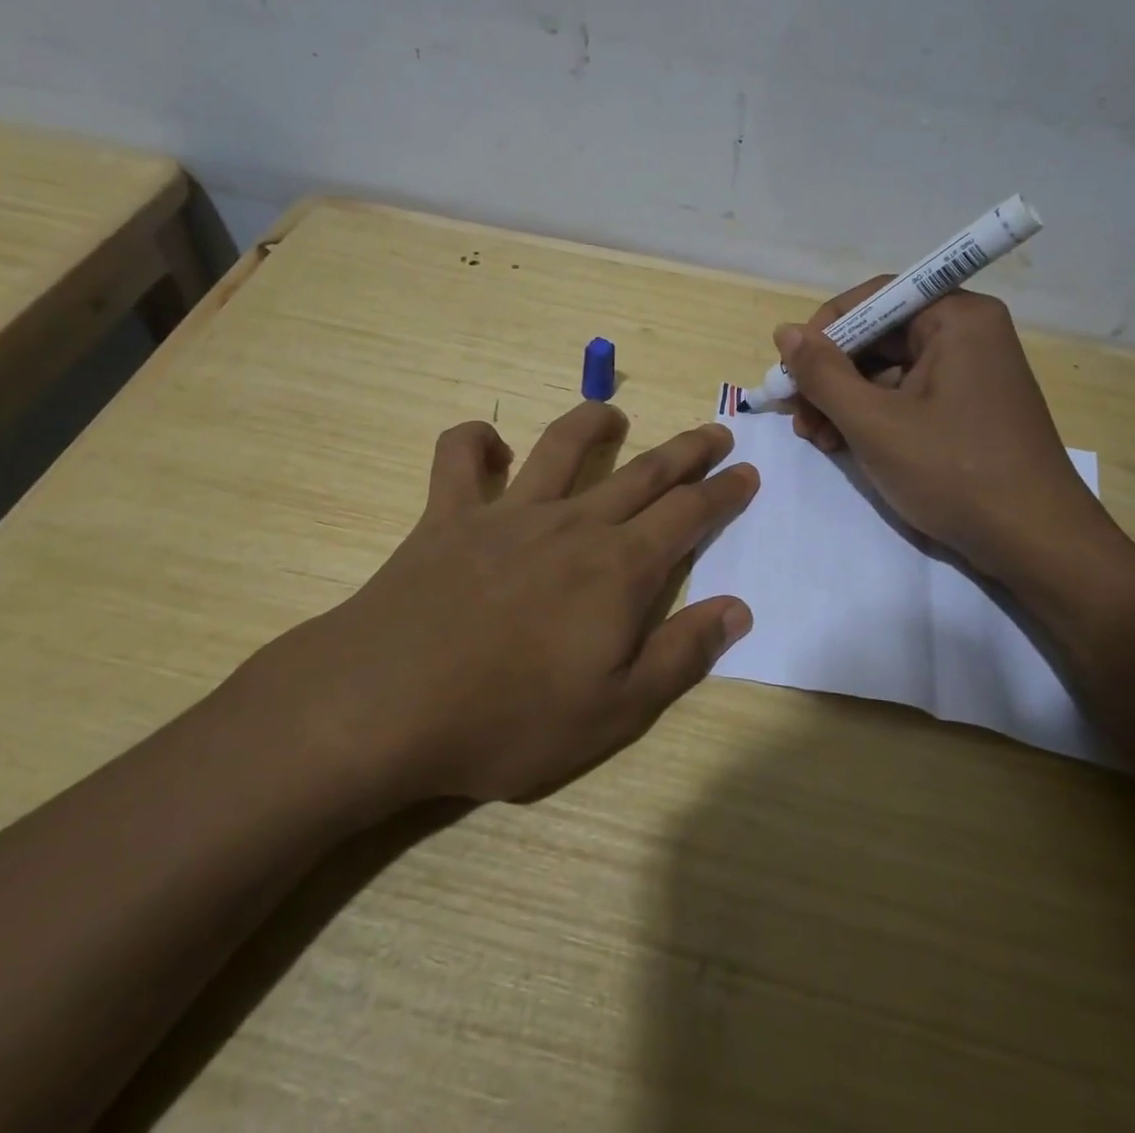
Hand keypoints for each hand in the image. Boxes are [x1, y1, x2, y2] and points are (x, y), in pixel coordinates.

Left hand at [248, 404, 757, 804]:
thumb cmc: (509, 719)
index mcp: (619, 568)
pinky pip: (459, 457)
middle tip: (715, 432)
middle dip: (687, 450)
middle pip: (643, 472)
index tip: (747, 472)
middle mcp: (572, 524)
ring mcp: (507, 512)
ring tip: (613, 414)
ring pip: (561, 447)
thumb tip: (738, 608)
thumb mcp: (616, 711)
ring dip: (593, 422)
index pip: (689, 514)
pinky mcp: (448, 515)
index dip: (724, 492)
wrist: (387, 703)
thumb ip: (681, 654)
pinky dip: (474, 440)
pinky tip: (490, 445)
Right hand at [778, 281, 1128, 599]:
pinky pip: (907, 395)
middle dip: (830, 374)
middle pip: (878, 336)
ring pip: (888, 370)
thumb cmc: (954, 473)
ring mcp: (970, 372)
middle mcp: (967, 333)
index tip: (791, 370)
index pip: (874, 298)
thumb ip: (822, 374)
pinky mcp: (968, 407)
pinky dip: (872, 416)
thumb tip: (784, 332)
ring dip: (844, 400)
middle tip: (797, 414)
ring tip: (817, 438)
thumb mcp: (874, 423)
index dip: (824, 330)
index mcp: (956, 318)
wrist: (1035, 543)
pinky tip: (845, 446)